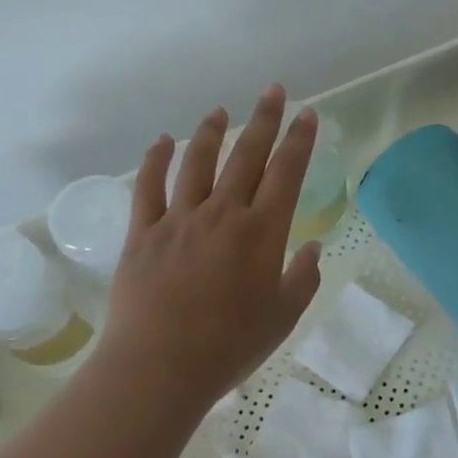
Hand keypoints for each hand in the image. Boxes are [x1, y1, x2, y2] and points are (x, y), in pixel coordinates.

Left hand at [97, 85, 322, 403]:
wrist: (160, 367)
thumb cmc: (230, 345)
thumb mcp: (283, 317)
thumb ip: (303, 278)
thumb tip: (314, 248)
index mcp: (262, 231)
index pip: (287, 172)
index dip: (299, 140)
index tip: (307, 113)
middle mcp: (223, 213)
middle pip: (246, 155)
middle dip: (263, 119)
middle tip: (273, 90)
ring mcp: (180, 219)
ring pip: (197, 163)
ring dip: (211, 132)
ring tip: (220, 111)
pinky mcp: (143, 233)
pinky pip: (149, 187)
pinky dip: (156, 160)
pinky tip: (162, 140)